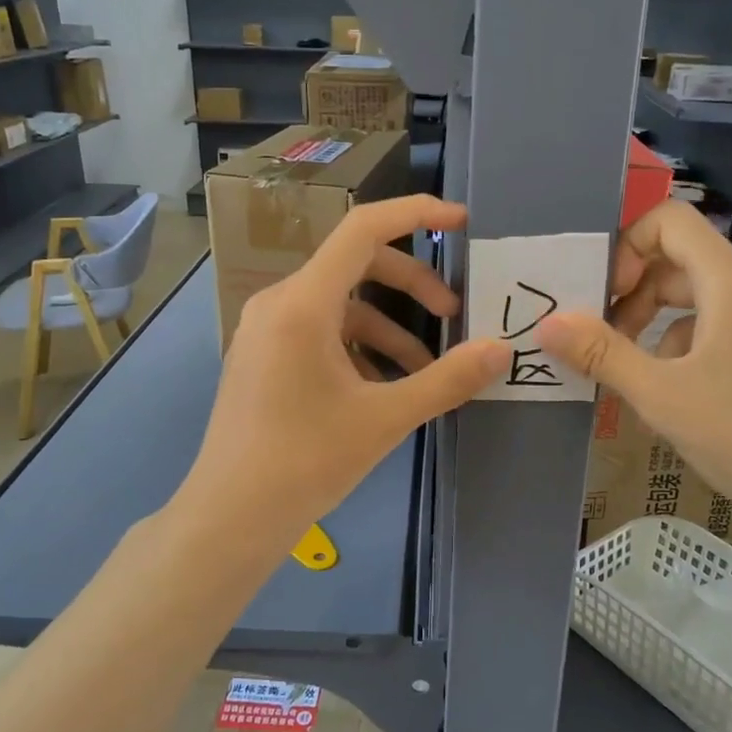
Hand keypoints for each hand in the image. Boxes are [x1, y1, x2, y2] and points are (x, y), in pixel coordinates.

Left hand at [178, 196, 508, 569]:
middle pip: (356, 266)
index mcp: (303, 303)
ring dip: (388, 327)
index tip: (460, 222)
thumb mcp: (386, 418)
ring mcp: (266, 330)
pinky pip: (320, 331)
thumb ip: (448, 379)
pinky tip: (381, 388)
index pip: (363, 230)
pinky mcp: (263, 356)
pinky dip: (358, 346)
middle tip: (453, 314)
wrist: (230, 517)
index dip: (416, 215)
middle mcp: (279, 303)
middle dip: (412, 285)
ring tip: (424, 369)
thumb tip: (501, 350)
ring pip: (341, 306)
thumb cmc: (305, 462)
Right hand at [536, 201, 731, 555]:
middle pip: (682, 265)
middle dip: (635, 299)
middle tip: (605, 346)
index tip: (604, 297)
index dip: (626, 247)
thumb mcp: (661, 396)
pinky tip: (682, 400)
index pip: (671, 221)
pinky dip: (693, 350)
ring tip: (640, 383)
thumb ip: (601, 354)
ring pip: (703, 303)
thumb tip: (547, 324)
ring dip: (660, 331)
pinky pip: (728, 329)